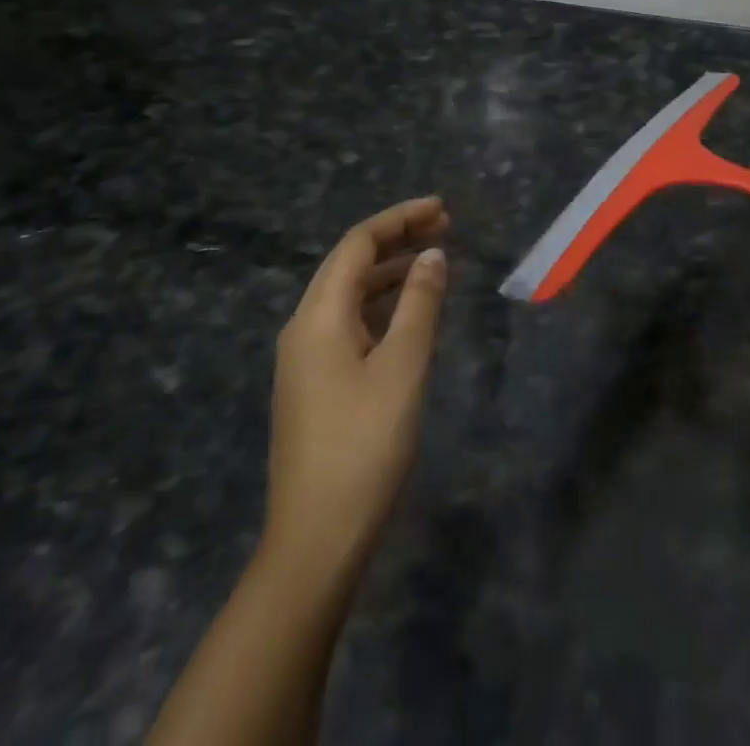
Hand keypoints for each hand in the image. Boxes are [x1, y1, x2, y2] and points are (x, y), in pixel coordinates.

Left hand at [263, 196, 449, 572]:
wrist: (316, 540)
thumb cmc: (364, 444)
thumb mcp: (403, 367)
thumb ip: (420, 304)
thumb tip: (432, 256)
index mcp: (318, 316)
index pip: (358, 245)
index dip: (399, 219)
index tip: (442, 209)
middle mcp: (304, 328)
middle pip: (350, 264)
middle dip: (397, 240)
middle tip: (445, 228)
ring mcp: (305, 359)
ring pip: (350, 295)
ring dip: (391, 272)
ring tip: (435, 262)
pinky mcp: (315, 385)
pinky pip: (350, 323)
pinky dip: (383, 306)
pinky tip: (411, 314)